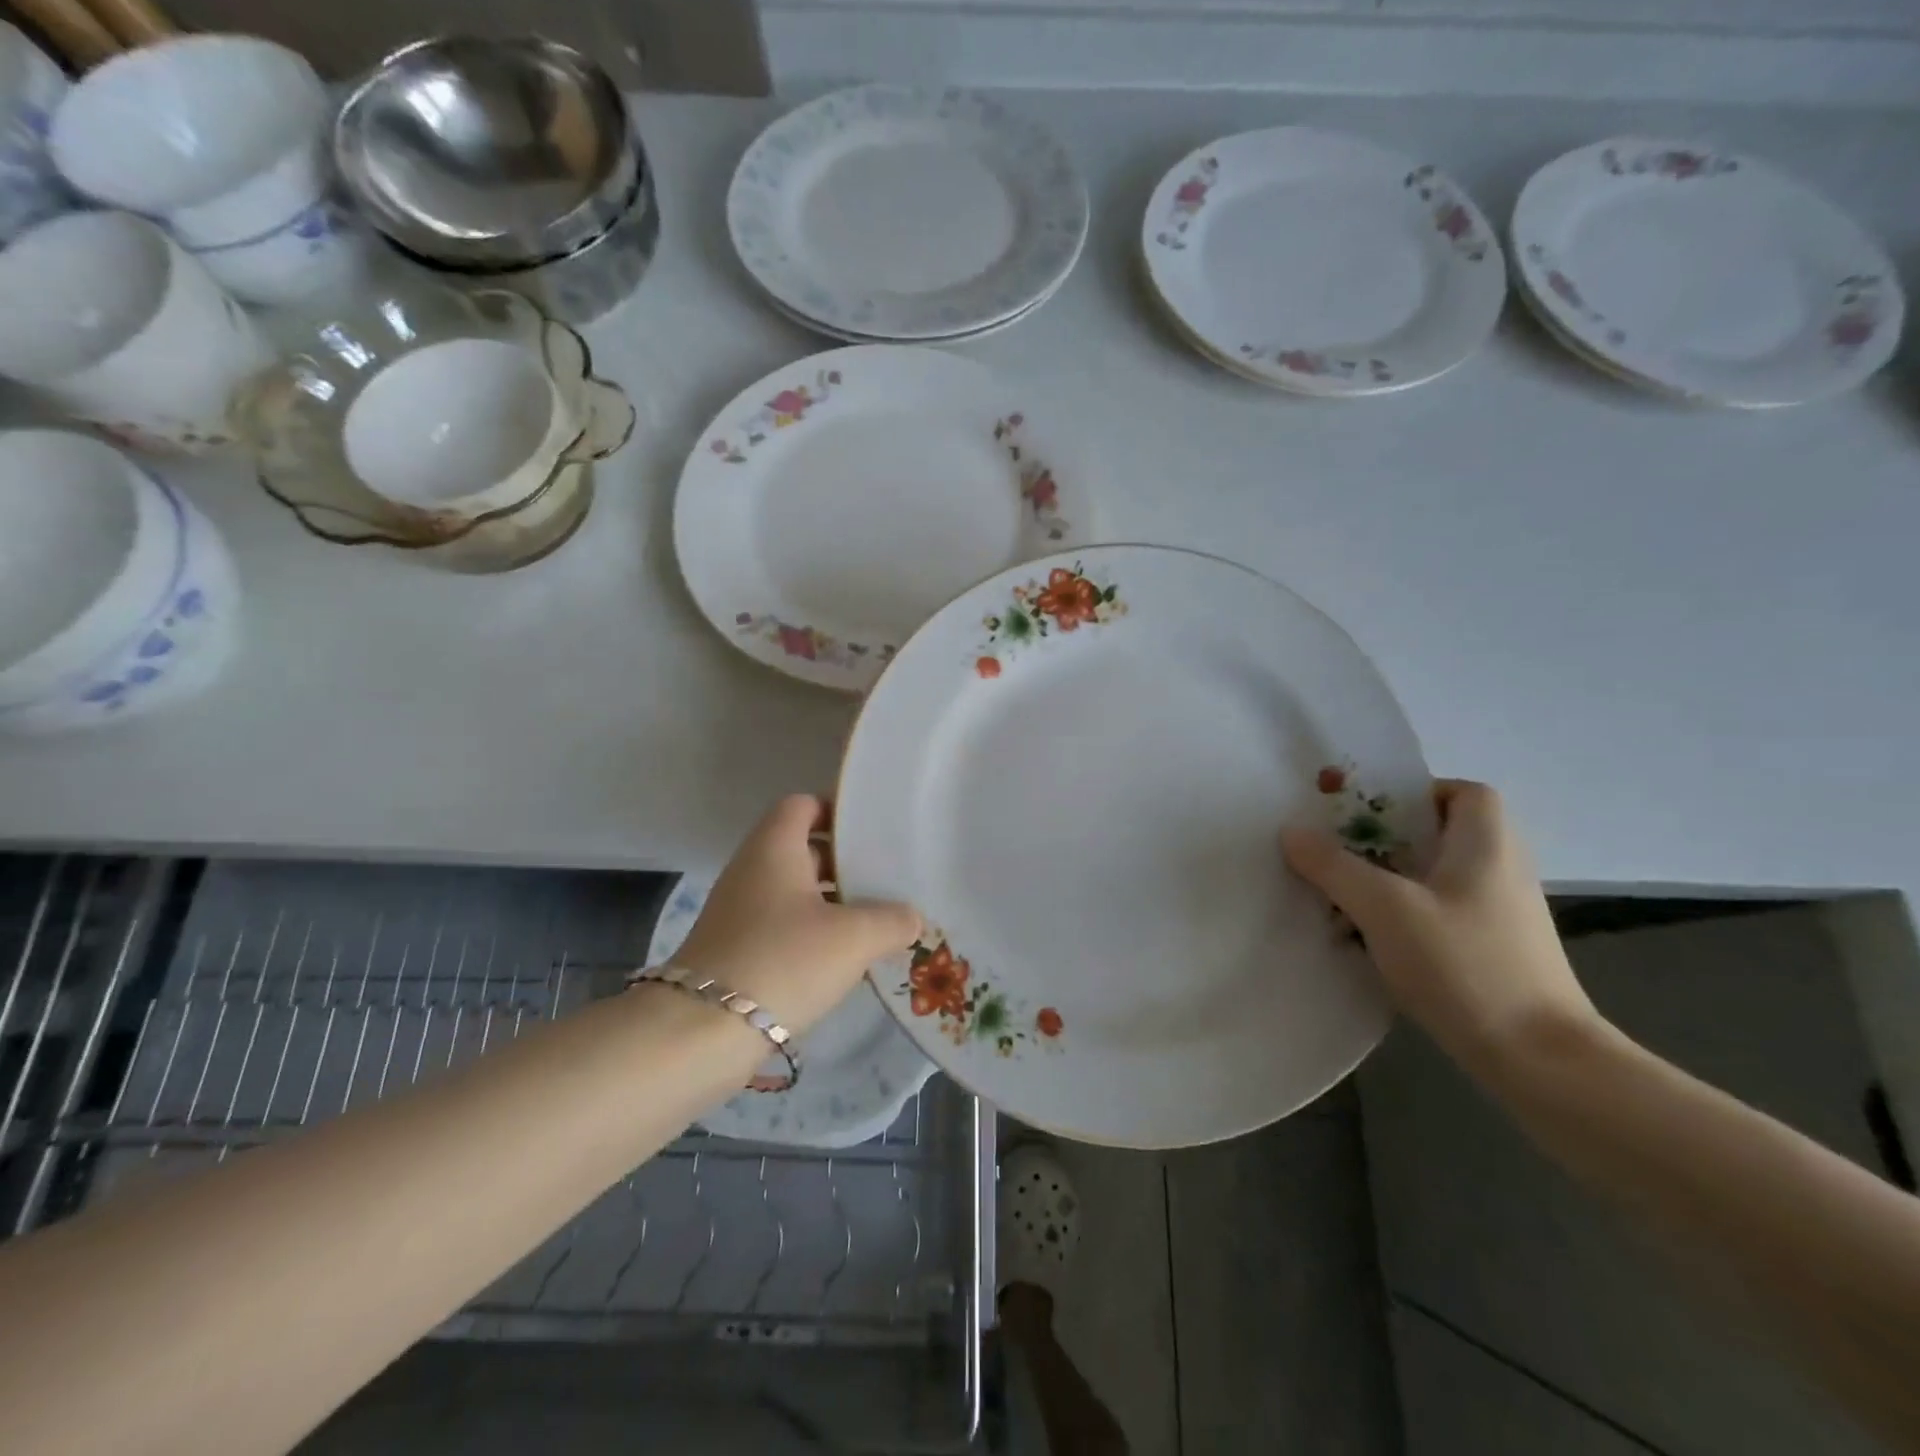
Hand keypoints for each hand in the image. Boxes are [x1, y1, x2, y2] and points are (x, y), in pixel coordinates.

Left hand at [674, 795, 921, 1034]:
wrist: (702, 1033)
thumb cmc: (783, 961)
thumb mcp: (853, 937)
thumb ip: (892, 920)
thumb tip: (911, 917)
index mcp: (775, 848)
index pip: (804, 804)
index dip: (838, 810)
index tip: (875, 831)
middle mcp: (753, 870)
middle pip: (804, 849)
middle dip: (846, 861)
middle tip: (889, 876)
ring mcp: (741, 912)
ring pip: (796, 892)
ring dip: (834, 902)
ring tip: (879, 919)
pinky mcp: (738, 949)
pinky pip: (784, 926)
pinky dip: (815, 933)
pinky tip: (846, 958)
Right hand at [1282, 779, 1601, 1077]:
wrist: (1539, 1060)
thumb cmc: (1465, 965)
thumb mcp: (1385, 908)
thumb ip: (1333, 866)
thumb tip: (1291, 832)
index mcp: (1487, 844)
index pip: (1463, 792)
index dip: (1416, 793)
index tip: (1367, 814)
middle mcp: (1500, 870)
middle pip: (1439, 833)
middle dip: (1384, 839)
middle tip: (1337, 851)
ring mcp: (1500, 915)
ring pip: (1434, 877)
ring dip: (1387, 880)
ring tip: (1340, 896)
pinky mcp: (1493, 952)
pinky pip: (1438, 913)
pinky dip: (1403, 915)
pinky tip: (1368, 939)